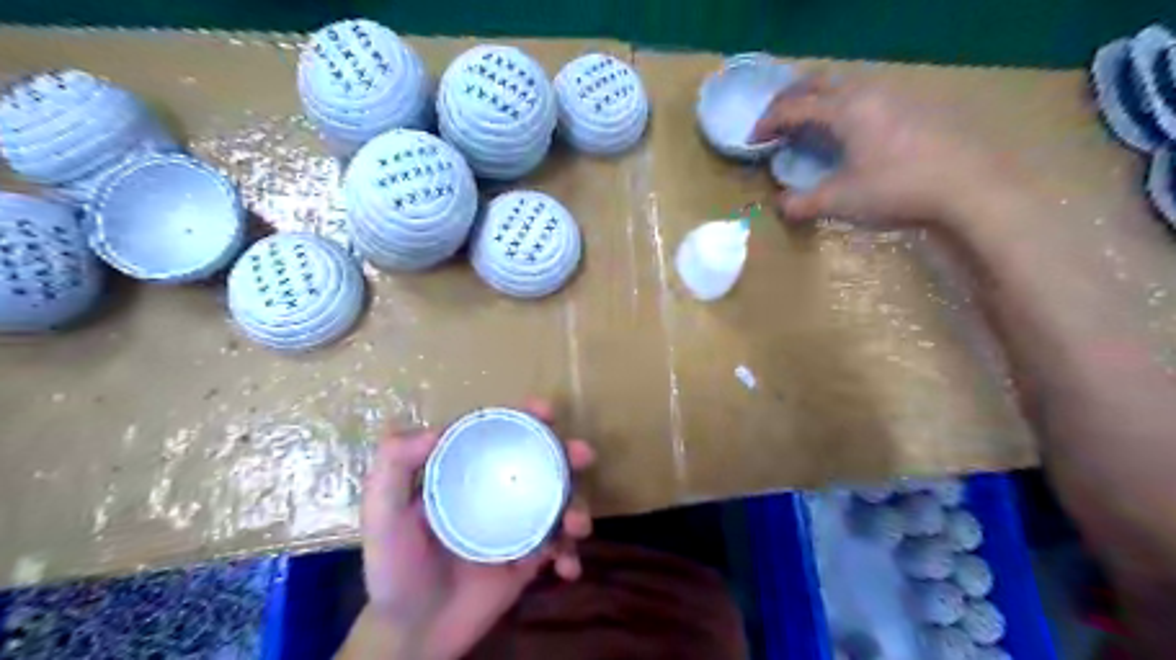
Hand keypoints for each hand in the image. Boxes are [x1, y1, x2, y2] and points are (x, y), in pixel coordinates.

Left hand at [362, 399, 596, 657]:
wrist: (414, 634)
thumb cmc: (395, 570)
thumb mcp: (382, 517)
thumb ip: (393, 469)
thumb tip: (435, 430)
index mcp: (466, 476)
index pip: (498, 436)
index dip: (523, 418)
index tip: (545, 410)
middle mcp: (496, 493)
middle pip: (539, 463)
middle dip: (567, 454)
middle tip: (582, 455)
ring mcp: (516, 526)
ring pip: (558, 502)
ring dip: (577, 506)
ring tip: (576, 525)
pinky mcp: (529, 560)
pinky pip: (559, 548)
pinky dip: (570, 555)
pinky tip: (568, 568)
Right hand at [754, 73, 1011, 228]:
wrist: (969, 185)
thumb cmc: (897, 189)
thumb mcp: (841, 200)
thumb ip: (803, 203)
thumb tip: (779, 206)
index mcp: (845, 110)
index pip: (794, 107)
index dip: (768, 122)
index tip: (752, 139)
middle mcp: (868, 92)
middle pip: (818, 82)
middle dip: (790, 98)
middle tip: (775, 120)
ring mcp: (896, 94)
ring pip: (846, 83)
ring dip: (819, 97)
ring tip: (809, 120)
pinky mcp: (916, 105)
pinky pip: (868, 92)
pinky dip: (845, 103)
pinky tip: (851, 127)